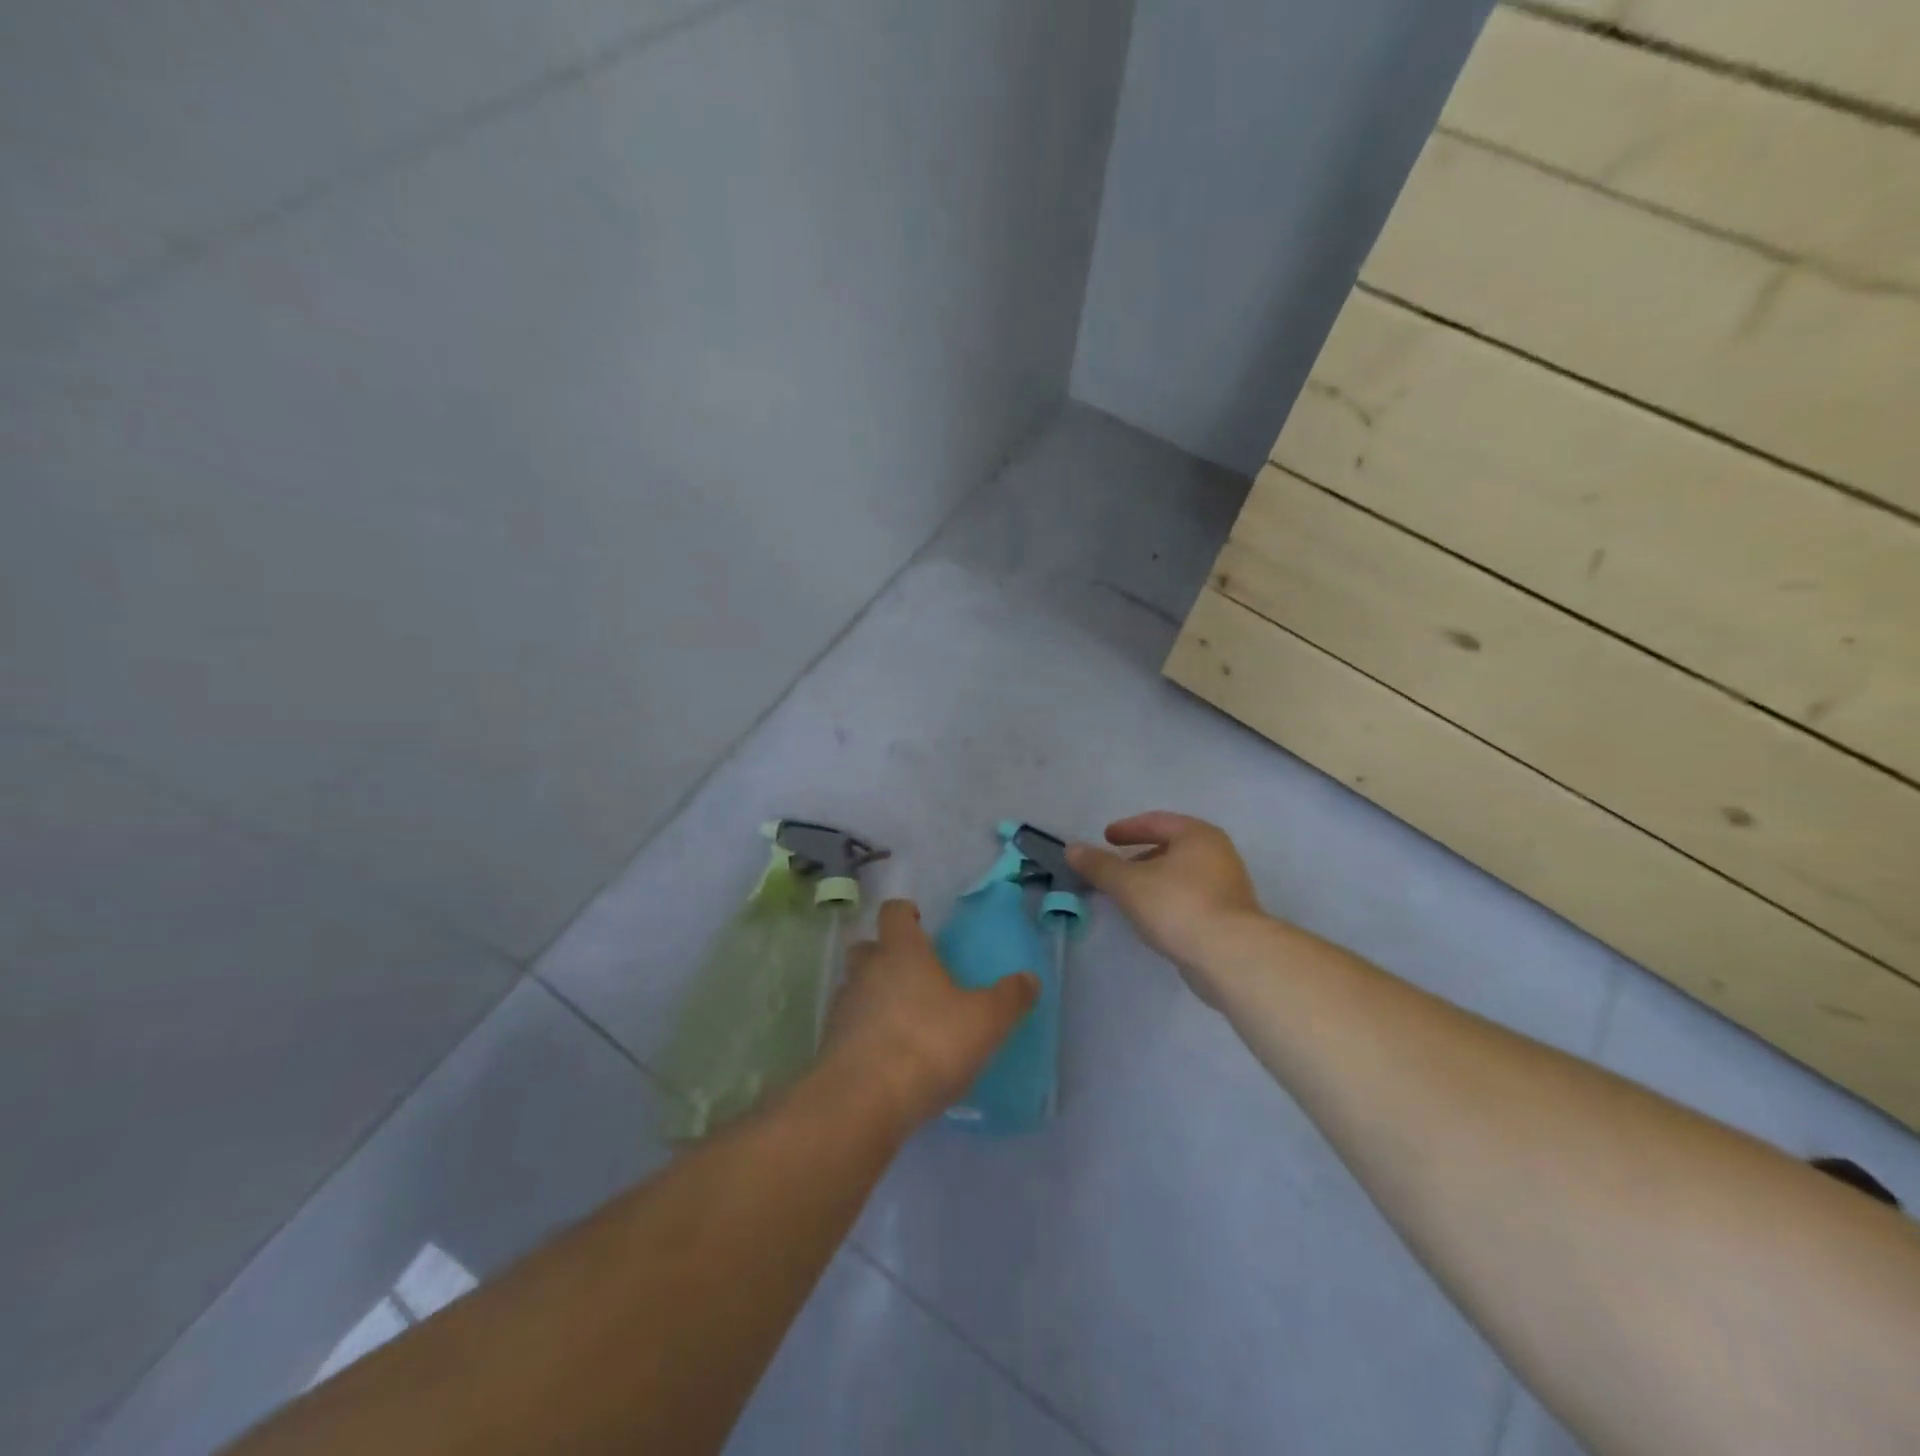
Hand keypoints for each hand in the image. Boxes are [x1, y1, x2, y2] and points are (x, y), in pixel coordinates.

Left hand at [821, 900, 1037, 1129]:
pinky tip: (889, 1059)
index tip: (919, 921)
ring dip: (874, 996)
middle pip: (867, 947)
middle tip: (914, 974)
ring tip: (904, 1021)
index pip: (893, 912)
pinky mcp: (830, 1046)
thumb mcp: (985, 1021)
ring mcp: (843, 1008)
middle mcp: (866, 971)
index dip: (905, 913)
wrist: (863, 1102)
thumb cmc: (928, 1044)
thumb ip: (1009, 998)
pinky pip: (850, 1028)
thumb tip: (1029, 979)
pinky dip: (866, 1034)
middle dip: (886, 954)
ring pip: (856, 988)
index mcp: (901, 952)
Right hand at [1067, 812, 1262, 1004]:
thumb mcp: (1128, 883)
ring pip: (1182, 874)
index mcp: (1197, 835)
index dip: (1128, 828)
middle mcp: (1218, 853)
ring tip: (1129, 894)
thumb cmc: (1178, 906)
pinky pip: (1191, 897)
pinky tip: (1153, 917)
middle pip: (1172, 846)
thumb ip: (1099, 865)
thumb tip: (1072, 848)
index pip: (1157, 821)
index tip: (1106, 838)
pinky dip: (1168, 899)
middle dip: (1141, 855)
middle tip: (1116, 866)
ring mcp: (1228, 885)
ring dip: (1155, 879)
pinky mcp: (1230, 916)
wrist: (1230, 956)